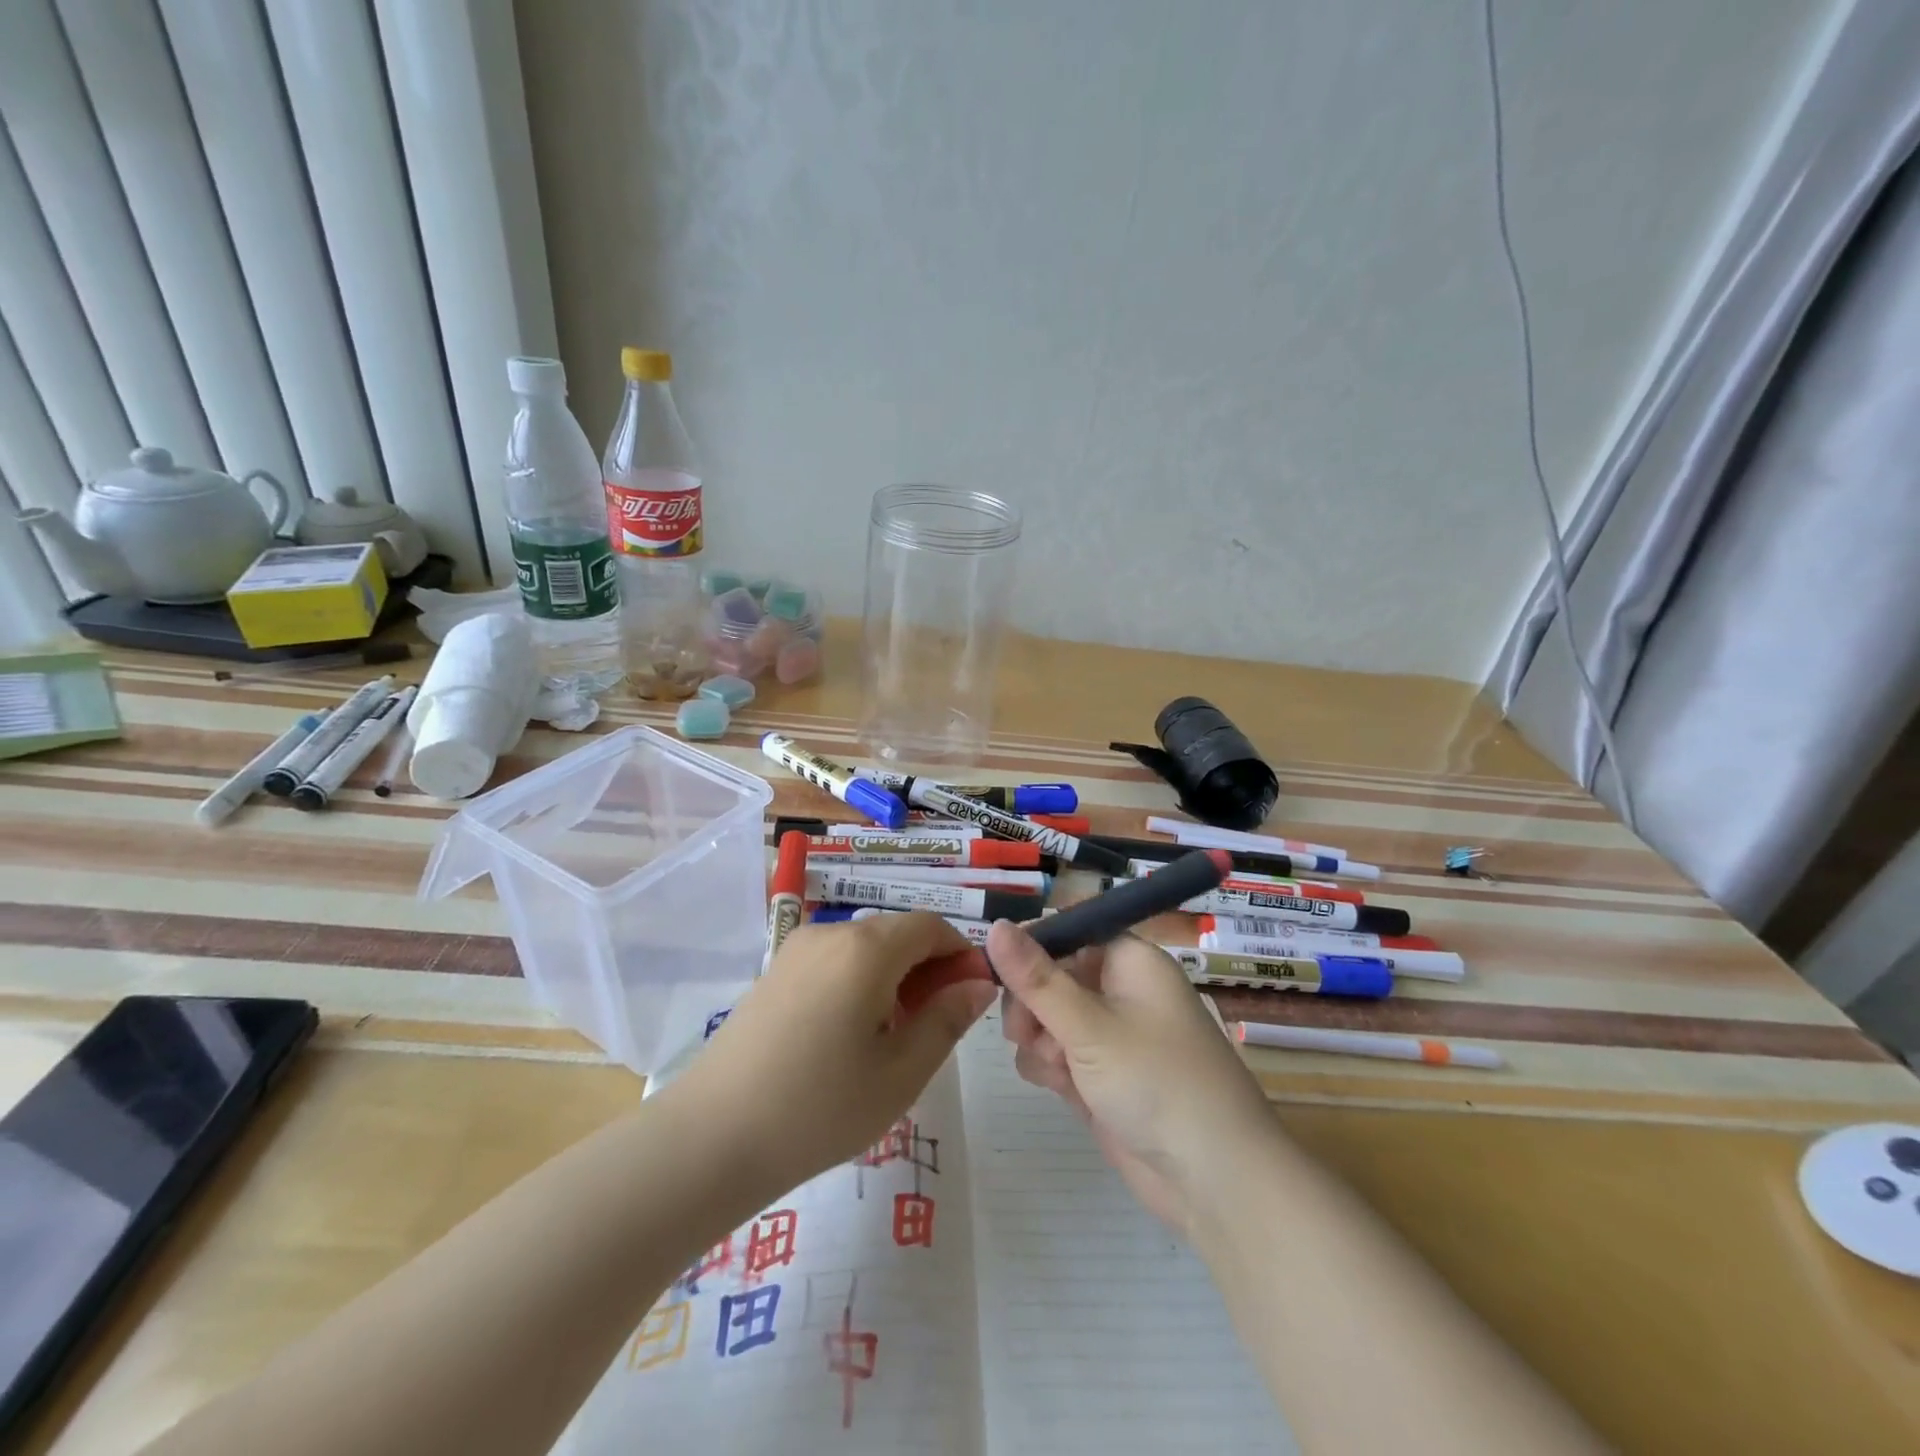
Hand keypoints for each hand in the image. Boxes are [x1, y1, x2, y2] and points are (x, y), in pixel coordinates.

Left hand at [670, 914, 996, 1196]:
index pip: (931, 926)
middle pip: (897, 933)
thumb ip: (947, 1019)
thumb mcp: (900, 1073)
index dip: (961, 953)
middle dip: (929, 968)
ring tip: (898, 1037)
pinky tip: (854, 1035)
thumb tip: (980, 983)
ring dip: (895, 976)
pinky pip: (835, 960)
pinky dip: (861, 981)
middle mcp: (831, 933)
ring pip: (865, 947)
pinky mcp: (775, 972)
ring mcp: (797, 950)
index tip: (974, 997)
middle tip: (939, 1025)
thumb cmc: (819, 1108)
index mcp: (866, 948)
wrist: (711, 1138)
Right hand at [991, 920, 1277, 1235]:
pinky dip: (1051, 1068)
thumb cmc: (1156, 1082)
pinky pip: (1057, 1054)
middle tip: (1025, 1031)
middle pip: (1051, 975)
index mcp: (1129, 961)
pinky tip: (1061, 1088)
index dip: (1032, 946)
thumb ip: (1035, 978)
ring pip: (1047, 1018)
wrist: (1215, 1181)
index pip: (1068, 931)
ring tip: (1057, 1068)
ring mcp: (1109, 1037)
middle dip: (1031, 1003)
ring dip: (1039, 1040)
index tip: (997, 969)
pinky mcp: (1100, 1077)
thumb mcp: (1088, 1026)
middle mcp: (1119, 991)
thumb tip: (993, 924)